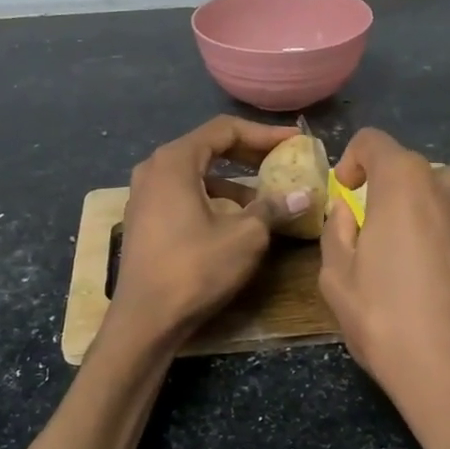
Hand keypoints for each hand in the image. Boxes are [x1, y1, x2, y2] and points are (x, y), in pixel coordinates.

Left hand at [110, 116, 310, 342]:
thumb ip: (274, 208)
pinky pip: (184, 193)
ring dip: (233, 179)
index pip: (225, 129)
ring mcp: (145, 194)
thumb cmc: (195, 269)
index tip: (294, 142)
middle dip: (249, 153)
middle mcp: (154, 168)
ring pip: (196, 173)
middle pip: (208, 147)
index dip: (264, 134)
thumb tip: (304, 195)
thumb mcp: (245, 237)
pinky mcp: (144, 218)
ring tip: (266, 195)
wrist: (145, 319)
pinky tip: (236, 218)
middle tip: (283, 161)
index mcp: (175, 161)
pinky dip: (213, 196)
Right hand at [319, 127, 449, 448]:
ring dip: (436, 216)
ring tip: (427, 264)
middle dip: (396, 196)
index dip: (354, 161)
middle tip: (386, 241)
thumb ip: (337, 230)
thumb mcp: (336, 280)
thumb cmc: (389, 325)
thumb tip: (351, 211)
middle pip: (416, 173)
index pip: (373, 142)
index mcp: (405, 183)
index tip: (348, 193)